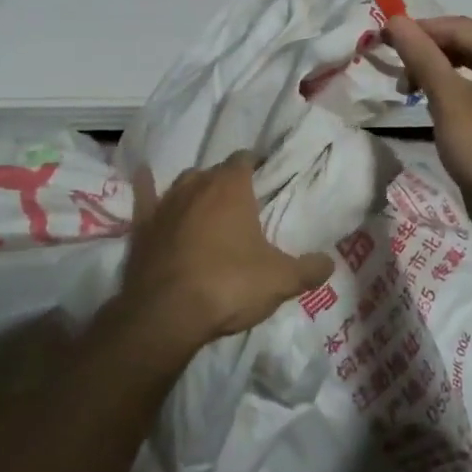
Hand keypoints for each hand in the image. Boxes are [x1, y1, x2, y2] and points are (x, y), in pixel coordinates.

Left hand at [115, 152, 334, 356]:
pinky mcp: (142, 225)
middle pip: (214, 171)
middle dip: (226, 181)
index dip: (254, 165)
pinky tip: (144, 177)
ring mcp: (166, 203)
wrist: (167, 313)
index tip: (263, 176)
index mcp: (232, 187)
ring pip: (183, 182)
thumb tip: (329, 263)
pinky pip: (144, 196)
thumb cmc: (229, 285)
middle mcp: (197, 184)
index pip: (244, 159)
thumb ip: (308, 269)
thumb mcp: (280, 281)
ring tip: (206, 203)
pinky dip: (146, 187)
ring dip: (195, 188)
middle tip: (240, 202)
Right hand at [385, 15, 471, 246]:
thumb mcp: (450, 103)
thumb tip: (394, 20)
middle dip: (429, 56)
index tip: (380, 42)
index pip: (457, 27)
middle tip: (396, 76)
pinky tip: (443, 112)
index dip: (416, 31)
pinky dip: (462, 95)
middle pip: (469, 45)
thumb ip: (422, 58)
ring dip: (442, 77)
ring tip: (413, 95)